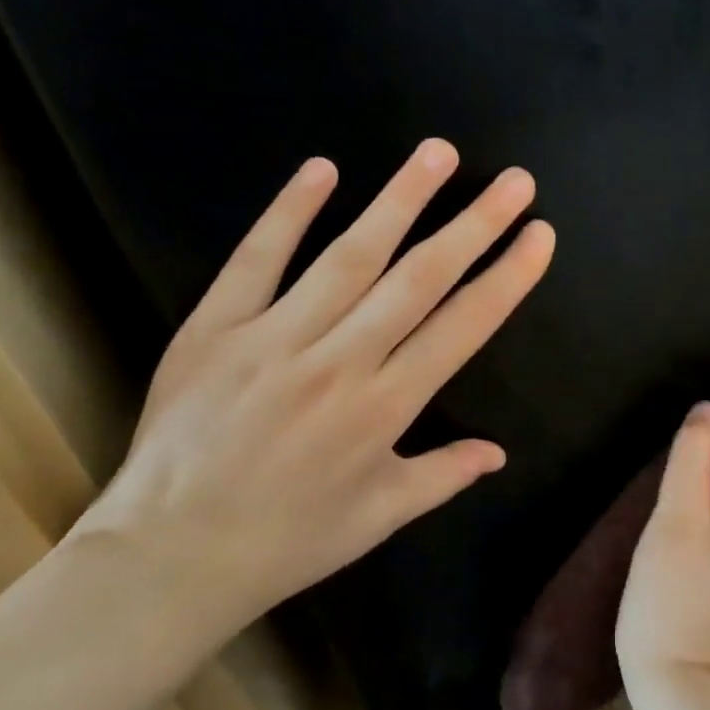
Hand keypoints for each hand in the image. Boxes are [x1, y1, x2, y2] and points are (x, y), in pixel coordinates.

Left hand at [76, 139, 555, 646]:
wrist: (170, 556)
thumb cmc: (287, 540)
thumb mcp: (379, 516)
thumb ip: (443, 475)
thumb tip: (498, 453)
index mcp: (384, 408)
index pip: (462, 327)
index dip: (507, 278)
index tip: (539, 236)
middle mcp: (339, 362)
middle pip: (419, 279)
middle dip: (474, 225)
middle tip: (514, 182)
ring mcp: (273, 338)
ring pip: (349, 256)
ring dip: (400, 200)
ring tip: (439, 154)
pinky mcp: (214, 328)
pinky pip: (256, 260)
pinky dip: (289, 212)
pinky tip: (323, 170)